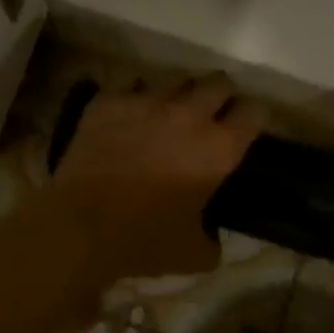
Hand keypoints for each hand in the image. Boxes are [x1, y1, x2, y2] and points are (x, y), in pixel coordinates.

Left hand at [45, 75, 264, 281]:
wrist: (79, 227)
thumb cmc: (143, 241)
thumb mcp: (193, 254)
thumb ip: (212, 241)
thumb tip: (211, 238)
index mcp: (218, 149)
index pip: (254, 112)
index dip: (254, 117)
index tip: (247, 127)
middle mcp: (188, 115)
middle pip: (219, 82)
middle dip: (221, 95)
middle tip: (211, 114)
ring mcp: (146, 102)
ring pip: (175, 78)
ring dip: (179, 94)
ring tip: (169, 112)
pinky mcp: (109, 102)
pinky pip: (131, 84)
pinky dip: (136, 96)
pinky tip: (130, 115)